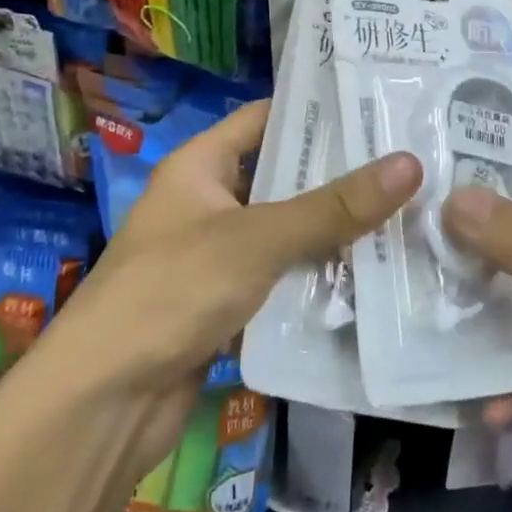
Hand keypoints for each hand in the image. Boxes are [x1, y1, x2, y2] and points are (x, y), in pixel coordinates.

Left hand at [26, 100, 421, 467]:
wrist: (101, 406)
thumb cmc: (171, 293)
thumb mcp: (258, 239)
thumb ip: (334, 206)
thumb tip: (411, 164)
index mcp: (198, 166)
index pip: (263, 117)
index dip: (314, 109)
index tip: (375, 106)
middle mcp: (206, 202)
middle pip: (281, 174)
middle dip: (338, 173)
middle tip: (406, 160)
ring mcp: (215, 255)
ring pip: (286, 228)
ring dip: (333, 227)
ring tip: (403, 210)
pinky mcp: (226, 303)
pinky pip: (281, 275)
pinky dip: (317, 273)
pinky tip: (369, 271)